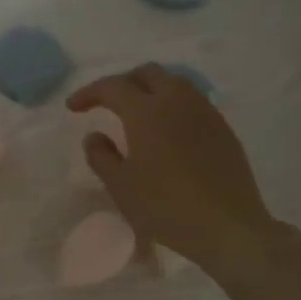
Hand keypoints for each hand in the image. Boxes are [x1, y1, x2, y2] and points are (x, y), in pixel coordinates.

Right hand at [67, 63, 279, 275]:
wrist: (228, 226)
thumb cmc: (166, 207)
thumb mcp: (121, 186)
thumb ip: (101, 156)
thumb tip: (94, 136)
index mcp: (147, 111)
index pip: (112, 87)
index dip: (88, 93)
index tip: (73, 108)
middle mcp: (177, 101)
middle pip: (147, 73)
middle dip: (122, 82)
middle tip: (106, 104)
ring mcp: (205, 112)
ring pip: (174, 83)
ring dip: (150, 89)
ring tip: (137, 113)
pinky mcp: (223, 128)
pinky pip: (192, 101)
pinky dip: (172, 104)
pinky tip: (167, 130)